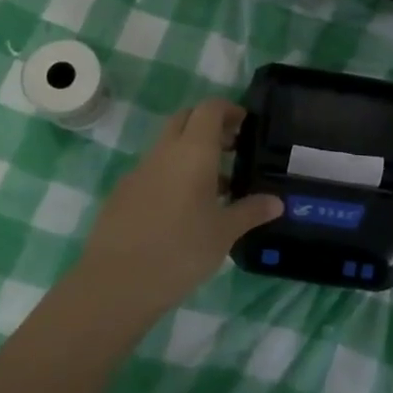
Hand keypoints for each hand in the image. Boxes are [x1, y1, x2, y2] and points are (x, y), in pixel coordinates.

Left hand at [78, 98, 281, 313]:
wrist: (116, 283)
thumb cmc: (180, 250)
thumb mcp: (224, 233)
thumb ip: (251, 211)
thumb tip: (277, 202)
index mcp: (193, 151)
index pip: (209, 109)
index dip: (229, 109)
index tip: (245, 125)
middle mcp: (164, 152)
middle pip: (185, 119)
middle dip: (209, 126)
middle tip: (232, 149)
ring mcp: (139, 172)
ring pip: (168, 146)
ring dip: (191, 153)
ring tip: (215, 188)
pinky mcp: (122, 194)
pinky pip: (153, 171)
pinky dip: (172, 176)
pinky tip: (183, 211)